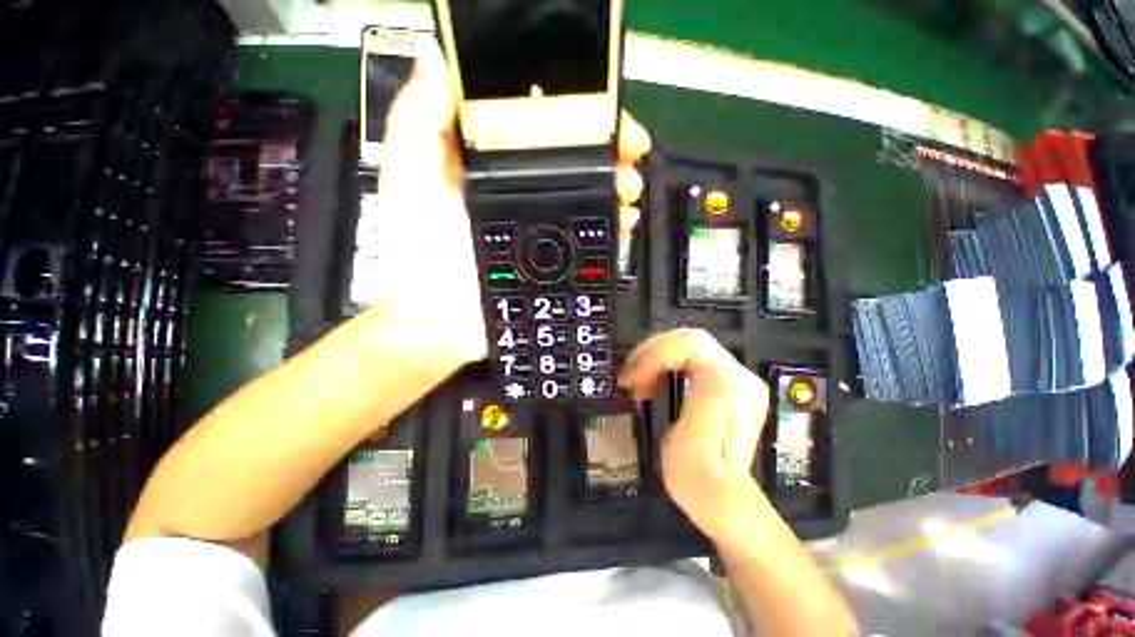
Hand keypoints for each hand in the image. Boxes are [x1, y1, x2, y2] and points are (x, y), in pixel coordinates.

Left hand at [371, 42, 651, 367]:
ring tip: (628, 188)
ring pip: (589, 194)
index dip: (571, 109)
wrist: (443, 323)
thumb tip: (437, 58)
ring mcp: (543, 225)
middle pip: (573, 158)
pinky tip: (624, 219)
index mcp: (490, 163)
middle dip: (606, 148)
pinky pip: (592, 234)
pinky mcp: (556, 258)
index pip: (538, 122)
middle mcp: (522, 189)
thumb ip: (418, 123)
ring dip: (616, 184)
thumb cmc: (422, 253)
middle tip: (629, 151)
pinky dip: (613, 223)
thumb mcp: (409, 182)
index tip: (602, 107)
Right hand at [618, 329, 769, 539]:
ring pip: (686, 345)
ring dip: (654, 358)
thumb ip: (704, 402)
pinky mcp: (724, 383)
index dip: (655, 353)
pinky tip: (651, 382)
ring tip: (636, 383)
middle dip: (651, 353)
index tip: (631, 379)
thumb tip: (703, 366)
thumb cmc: (701, 482)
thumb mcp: (695, 447)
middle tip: (629, 379)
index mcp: (733, 386)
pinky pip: (687, 358)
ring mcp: (734, 377)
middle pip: (688, 339)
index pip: (691, 344)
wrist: (722, 503)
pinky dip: (662, 364)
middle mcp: (740, 374)